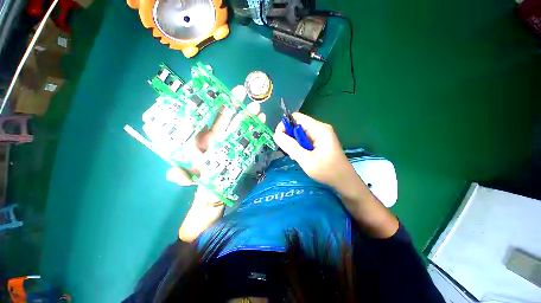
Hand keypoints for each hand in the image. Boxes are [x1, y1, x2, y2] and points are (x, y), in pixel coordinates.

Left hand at [166, 85, 265, 188]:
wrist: (214, 186)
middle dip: (234, 103)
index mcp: (202, 137)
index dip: (211, 103)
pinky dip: (255, 127)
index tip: (218, 91)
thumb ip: (180, 175)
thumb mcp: (188, 177)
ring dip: (247, 114)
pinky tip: (261, 120)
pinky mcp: (241, 147)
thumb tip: (173, 173)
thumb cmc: (200, 178)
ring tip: (255, 107)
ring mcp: (231, 140)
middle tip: (241, 91)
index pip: (206, 116)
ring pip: (239, 124)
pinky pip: (249, 135)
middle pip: (226, 116)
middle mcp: (217, 135)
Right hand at [272, 113, 357, 193]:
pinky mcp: (321, 141)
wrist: (344, 181)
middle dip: (289, 136)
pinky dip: (300, 146)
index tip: (279, 138)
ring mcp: (321, 134)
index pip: (296, 117)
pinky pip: (305, 139)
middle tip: (288, 151)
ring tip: (295, 156)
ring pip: (300, 133)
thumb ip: (291, 146)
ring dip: (294, 142)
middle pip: (298, 125)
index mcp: (319, 129)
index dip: (285, 125)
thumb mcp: (306, 160)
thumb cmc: (327, 171)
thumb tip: (276, 134)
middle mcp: (320, 128)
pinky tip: (301, 156)